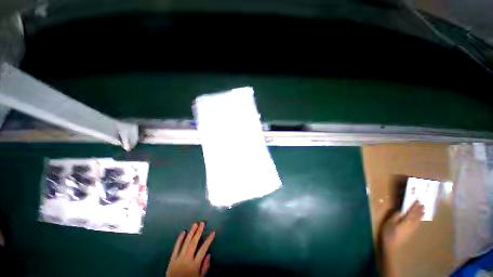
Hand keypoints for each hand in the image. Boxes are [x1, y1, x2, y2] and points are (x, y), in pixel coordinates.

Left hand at [166, 222, 215, 276]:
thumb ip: (205, 267)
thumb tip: (209, 254)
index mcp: (194, 265)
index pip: (203, 249)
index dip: (208, 240)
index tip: (213, 232)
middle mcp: (187, 260)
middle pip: (193, 243)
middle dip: (198, 232)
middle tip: (202, 223)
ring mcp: (178, 259)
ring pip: (185, 243)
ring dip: (190, 233)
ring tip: (195, 224)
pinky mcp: (172, 259)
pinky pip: (176, 248)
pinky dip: (179, 240)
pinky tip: (183, 232)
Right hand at [381, 200, 423, 250]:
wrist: (391, 245)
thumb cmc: (388, 233)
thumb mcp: (389, 223)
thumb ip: (395, 216)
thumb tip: (401, 210)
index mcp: (406, 221)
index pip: (411, 212)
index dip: (414, 206)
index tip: (417, 200)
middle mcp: (411, 225)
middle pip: (416, 216)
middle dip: (419, 210)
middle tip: (422, 203)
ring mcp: (412, 229)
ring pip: (418, 220)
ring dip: (421, 214)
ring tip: (423, 209)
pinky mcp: (411, 232)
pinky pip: (417, 223)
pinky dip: (419, 219)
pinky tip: (419, 218)